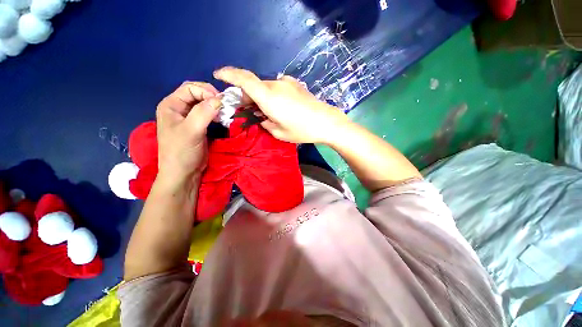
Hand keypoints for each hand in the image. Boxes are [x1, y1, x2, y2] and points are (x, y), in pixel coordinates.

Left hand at [156, 82, 221, 183]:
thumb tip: (220, 99)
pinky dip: (215, 113)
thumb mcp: (191, 131)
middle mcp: (178, 108)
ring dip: (215, 105)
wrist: (184, 173)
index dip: (206, 92)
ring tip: (224, 112)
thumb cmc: (182, 152)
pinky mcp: (197, 126)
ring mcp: (188, 117)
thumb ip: (203, 113)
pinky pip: (207, 114)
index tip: (221, 103)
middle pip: (196, 93)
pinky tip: (221, 118)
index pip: (190, 88)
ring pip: (203, 103)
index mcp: (171, 105)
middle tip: (224, 105)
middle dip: (211, 97)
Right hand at [213, 67, 349, 143]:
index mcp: (269, 97)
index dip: (228, 74)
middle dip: (246, 95)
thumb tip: (261, 117)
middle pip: (254, 85)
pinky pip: (277, 88)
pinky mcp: (295, 84)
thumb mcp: (279, 132)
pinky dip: (272, 95)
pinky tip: (279, 107)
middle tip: (245, 108)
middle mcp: (276, 85)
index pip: (244, 79)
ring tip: (265, 111)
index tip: (218, 75)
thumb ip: (265, 122)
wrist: (327, 121)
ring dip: (260, 96)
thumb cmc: (302, 130)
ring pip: (266, 87)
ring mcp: (287, 83)